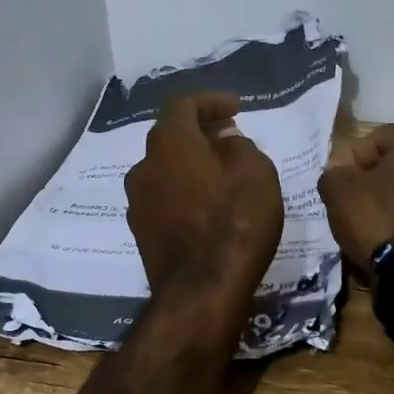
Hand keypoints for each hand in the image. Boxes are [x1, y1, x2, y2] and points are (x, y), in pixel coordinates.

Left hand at [125, 92, 284, 307]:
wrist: (201, 292)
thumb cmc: (234, 222)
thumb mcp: (255, 171)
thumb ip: (239, 146)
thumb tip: (224, 142)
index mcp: (168, 143)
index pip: (183, 105)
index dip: (210, 101)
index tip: (236, 107)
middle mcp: (143, 167)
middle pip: (171, 138)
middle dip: (201, 133)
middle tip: (230, 136)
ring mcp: (138, 203)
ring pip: (166, 170)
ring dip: (192, 164)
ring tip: (223, 173)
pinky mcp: (142, 233)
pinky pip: (165, 198)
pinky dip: (185, 192)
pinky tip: (210, 205)